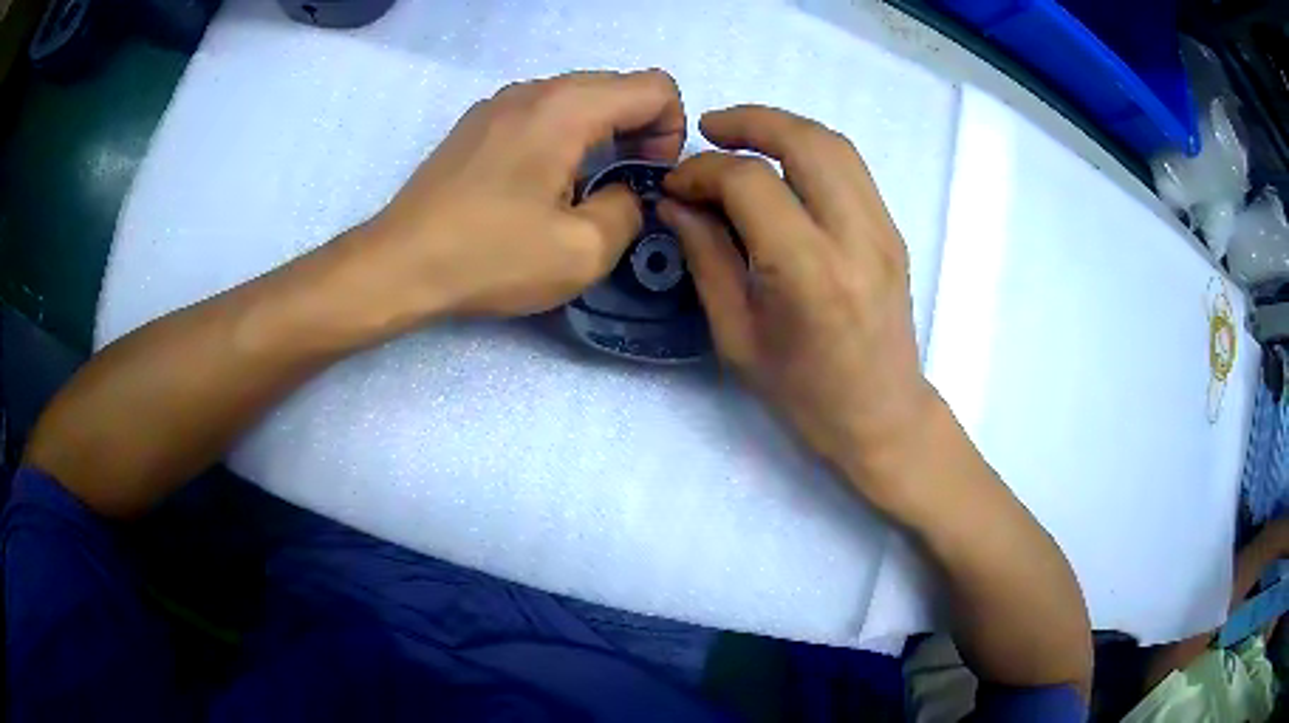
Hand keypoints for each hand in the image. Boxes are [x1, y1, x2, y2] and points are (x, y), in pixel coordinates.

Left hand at [350, 70, 685, 324]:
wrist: (398, 265)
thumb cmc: (489, 256)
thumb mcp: (583, 252)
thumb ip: (628, 211)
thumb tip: (624, 193)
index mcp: (567, 108)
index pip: (655, 87)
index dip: (670, 131)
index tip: (645, 177)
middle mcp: (534, 90)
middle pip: (617, 87)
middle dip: (638, 132)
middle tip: (620, 187)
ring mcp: (499, 102)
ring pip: (578, 98)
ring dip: (599, 135)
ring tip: (578, 189)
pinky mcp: (476, 123)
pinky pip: (541, 112)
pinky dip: (561, 137)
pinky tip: (537, 185)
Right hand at [658, 106, 933, 502]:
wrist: (882, 416)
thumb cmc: (804, 393)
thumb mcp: (737, 335)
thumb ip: (707, 257)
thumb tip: (677, 203)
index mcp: (809, 272)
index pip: (751, 184)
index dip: (704, 172)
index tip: (677, 186)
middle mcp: (855, 238)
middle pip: (805, 141)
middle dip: (750, 122)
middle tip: (710, 129)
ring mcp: (883, 230)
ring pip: (835, 145)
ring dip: (784, 128)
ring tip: (742, 137)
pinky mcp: (893, 231)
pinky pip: (851, 168)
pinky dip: (811, 151)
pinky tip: (783, 166)